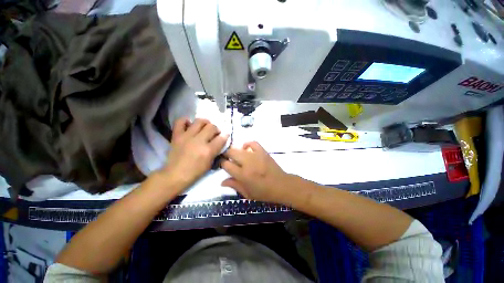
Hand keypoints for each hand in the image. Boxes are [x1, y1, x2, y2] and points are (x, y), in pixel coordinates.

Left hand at [159, 118, 228, 191]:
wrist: (175, 175)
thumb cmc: (195, 172)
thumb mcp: (210, 163)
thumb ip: (216, 150)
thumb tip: (220, 141)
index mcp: (208, 150)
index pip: (221, 138)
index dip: (225, 136)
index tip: (225, 136)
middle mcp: (198, 141)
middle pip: (212, 127)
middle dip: (216, 129)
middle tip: (214, 133)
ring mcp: (187, 136)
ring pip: (199, 121)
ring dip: (205, 123)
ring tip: (205, 127)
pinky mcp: (177, 135)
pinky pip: (180, 122)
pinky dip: (186, 121)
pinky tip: (190, 125)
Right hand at [221, 142, 291, 202]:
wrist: (281, 185)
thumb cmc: (263, 192)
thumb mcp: (247, 193)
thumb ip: (234, 185)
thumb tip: (222, 182)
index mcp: (243, 175)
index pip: (226, 164)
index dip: (221, 162)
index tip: (221, 163)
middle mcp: (247, 163)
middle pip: (231, 152)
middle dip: (226, 153)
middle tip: (226, 157)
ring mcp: (256, 155)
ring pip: (240, 148)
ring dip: (235, 150)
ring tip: (235, 155)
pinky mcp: (263, 152)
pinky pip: (253, 143)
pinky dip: (247, 144)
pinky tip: (246, 148)